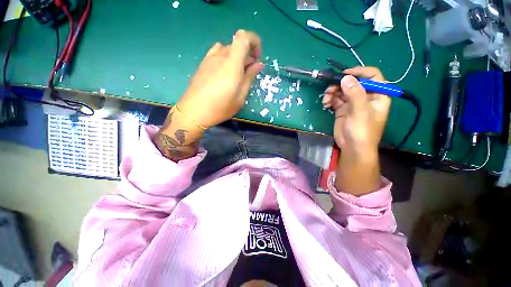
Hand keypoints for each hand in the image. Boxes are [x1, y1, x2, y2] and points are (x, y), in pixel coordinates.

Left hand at [177, 30, 263, 127]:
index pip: (244, 37)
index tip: (257, 58)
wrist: (194, 111)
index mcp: (232, 64)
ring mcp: (210, 58)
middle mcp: (220, 56)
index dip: (254, 41)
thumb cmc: (220, 107)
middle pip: (237, 44)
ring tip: (238, 73)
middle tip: (251, 72)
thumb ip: (249, 78)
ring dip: (237, 57)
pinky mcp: (203, 63)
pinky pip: (217, 53)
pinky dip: (226, 58)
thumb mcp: (240, 97)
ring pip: (228, 49)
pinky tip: (225, 72)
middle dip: (248, 54)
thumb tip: (258, 64)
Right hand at [323, 67, 390, 155]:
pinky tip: (325, 104)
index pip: (372, 76)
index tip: (344, 74)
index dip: (359, 72)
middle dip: (340, 84)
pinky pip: (336, 100)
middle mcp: (365, 97)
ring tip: (326, 99)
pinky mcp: (342, 110)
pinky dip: (330, 100)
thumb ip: (355, 93)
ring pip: (342, 91)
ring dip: (333, 92)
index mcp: (377, 95)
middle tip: (330, 89)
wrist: (352, 148)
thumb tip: (345, 77)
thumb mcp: (360, 111)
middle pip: (353, 83)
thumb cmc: (362, 131)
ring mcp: (353, 103)